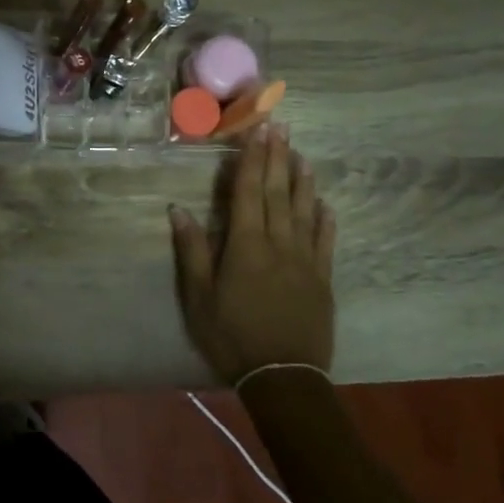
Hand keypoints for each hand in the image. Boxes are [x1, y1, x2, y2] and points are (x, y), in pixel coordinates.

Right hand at [170, 124, 337, 383]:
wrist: (283, 376)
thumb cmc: (232, 335)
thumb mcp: (198, 297)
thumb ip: (192, 251)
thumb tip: (178, 209)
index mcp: (245, 245)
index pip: (248, 192)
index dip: (251, 159)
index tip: (257, 131)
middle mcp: (278, 243)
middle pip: (277, 192)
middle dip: (277, 157)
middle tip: (281, 126)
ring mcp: (305, 260)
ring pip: (304, 211)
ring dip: (302, 180)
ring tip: (302, 154)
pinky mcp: (322, 279)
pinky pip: (325, 241)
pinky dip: (325, 220)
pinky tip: (325, 204)